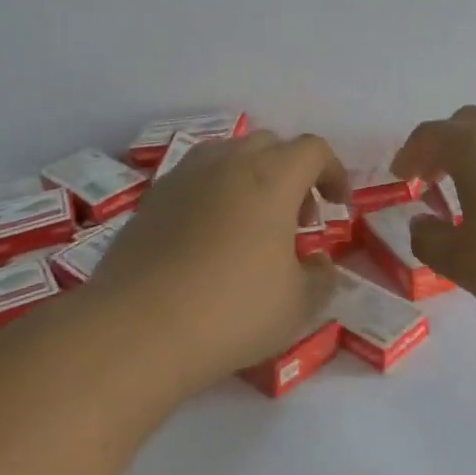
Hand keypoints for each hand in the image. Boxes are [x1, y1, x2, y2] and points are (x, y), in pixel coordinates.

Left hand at [90, 131, 347, 388]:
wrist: (136, 329)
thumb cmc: (231, 311)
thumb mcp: (297, 306)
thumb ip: (321, 279)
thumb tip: (321, 265)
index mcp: (272, 178)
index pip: (313, 150)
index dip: (334, 172)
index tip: (339, 206)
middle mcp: (228, 163)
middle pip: (270, 144)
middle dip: (293, 174)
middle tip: (298, 219)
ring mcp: (184, 177)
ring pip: (229, 156)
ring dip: (252, 178)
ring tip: (252, 224)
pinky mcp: (151, 199)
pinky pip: (195, 179)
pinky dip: (214, 194)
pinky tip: (209, 239)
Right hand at [392, 106, 475, 335]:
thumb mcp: (461, 262)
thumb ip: (429, 239)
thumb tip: (423, 223)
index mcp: (474, 145)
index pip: (430, 136)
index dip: (409, 154)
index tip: (402, 177)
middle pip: (467, 123)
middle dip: (445, 146)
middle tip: (434, 178)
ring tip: (475, 193)